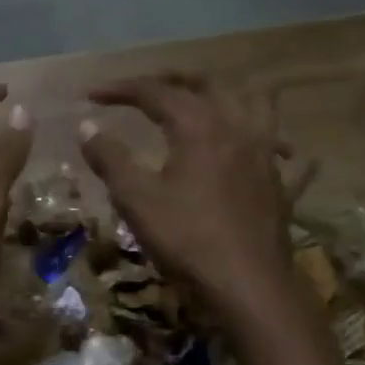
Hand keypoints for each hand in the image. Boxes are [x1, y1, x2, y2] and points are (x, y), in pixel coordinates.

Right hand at [79, 73, 295, 321]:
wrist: (248, 284)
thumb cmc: (187, 239)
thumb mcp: (136, 200)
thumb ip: (110, 159)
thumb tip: (86, 125)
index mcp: (198, 124)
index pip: (154, 92)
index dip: (120, 89)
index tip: (91, 95)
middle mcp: (236, 124)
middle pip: (204, 84)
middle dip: (168, 80)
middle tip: (140, 91)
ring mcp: (264, 149)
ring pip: (250, 99)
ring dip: (222, 93)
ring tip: (202, 102)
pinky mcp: (278, 177)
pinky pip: (277, 139)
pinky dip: (262, 132)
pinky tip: (257, 144)